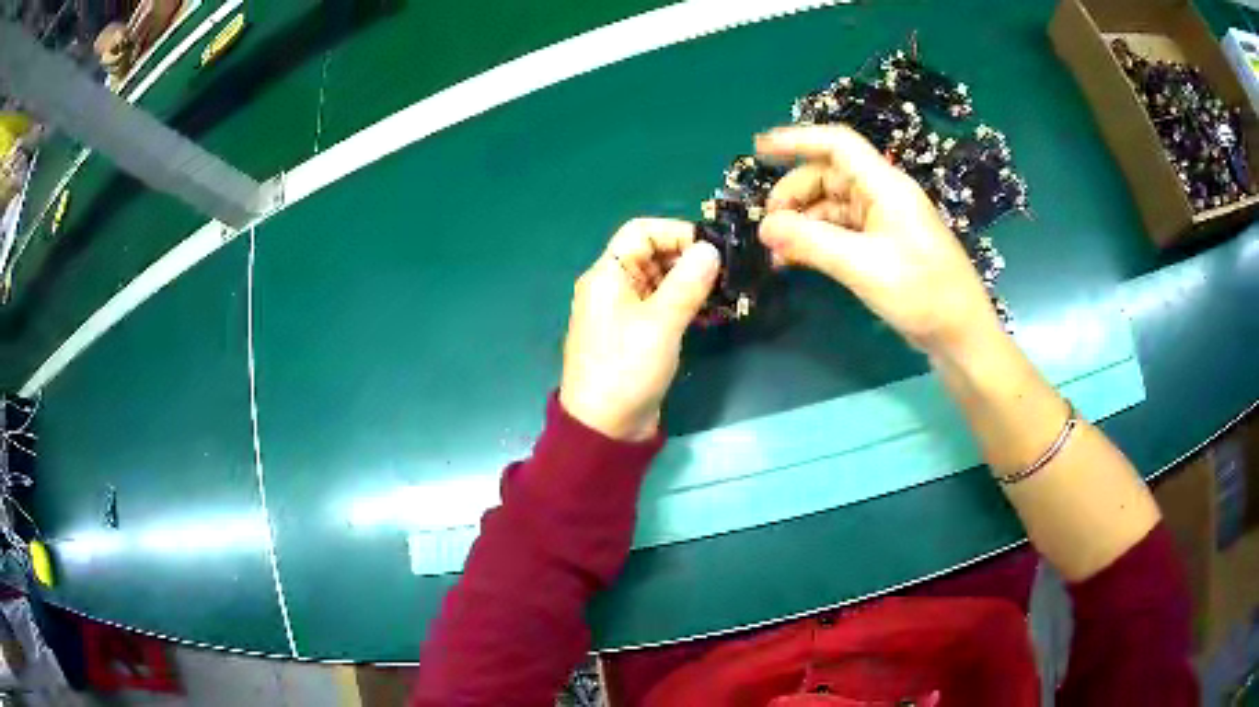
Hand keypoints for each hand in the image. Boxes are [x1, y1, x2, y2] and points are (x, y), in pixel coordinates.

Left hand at [560, 219, 719, 440]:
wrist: (604, 428)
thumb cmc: (626, 369)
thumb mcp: (660, 323)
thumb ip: (687, 282)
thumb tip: (710, 249)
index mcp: (607, 275)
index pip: (641, 232)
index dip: (676, 232)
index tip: (711, 249)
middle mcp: (613, 287)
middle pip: (653, 254)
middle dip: (690, 258)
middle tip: (727, 273)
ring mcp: (625, 312)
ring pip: (661, 281)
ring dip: (693, 283)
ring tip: (727, 293)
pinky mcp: (637, 335)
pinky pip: (663, 306)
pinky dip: (687, 305)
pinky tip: (714, 314)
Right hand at [755, 125, 1001, 354]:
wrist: (962, 334)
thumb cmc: (922, 293)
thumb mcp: (863, 266)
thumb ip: (811, 243)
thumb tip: (764, 228)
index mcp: (885, 186)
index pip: (836, 145)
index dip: (796, 140)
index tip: (758, 149)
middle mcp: (883, 195)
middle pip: (828, 175)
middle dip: (794, 194)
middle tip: (767, 226)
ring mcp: (884, 221)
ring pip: (832, 205)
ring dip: (803, 222)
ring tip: (776, 250)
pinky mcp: (884, 245)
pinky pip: (842, 231)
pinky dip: (817, 240)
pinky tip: (797, 260)